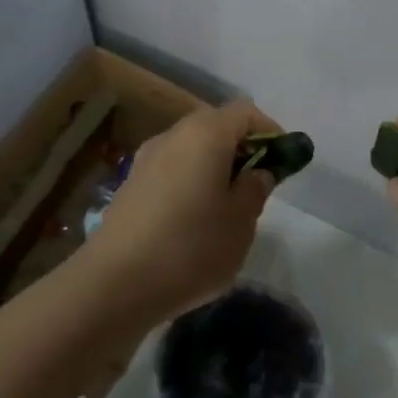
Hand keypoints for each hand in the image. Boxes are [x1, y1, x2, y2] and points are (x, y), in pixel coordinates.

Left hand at [79, 101, 278, 329]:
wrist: (114, 284)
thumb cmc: (191, 248)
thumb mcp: (241, 222)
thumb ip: (255, 189)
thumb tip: (256, 172)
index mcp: (205, 134)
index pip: (245, 112)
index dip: (269, 130)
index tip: (283, 160)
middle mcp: (172, 136)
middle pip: (214, 126)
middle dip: (241, 148)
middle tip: (257, 184)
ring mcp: (145, 160)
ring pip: (191, 149)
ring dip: (214, 166)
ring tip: (227, 206)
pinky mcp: (129, 186)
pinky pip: (171, 170)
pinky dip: (190, 182)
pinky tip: (194, 221)